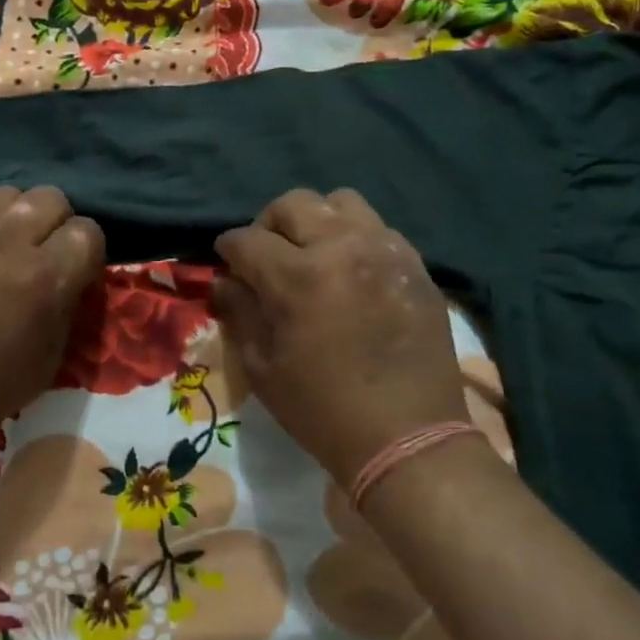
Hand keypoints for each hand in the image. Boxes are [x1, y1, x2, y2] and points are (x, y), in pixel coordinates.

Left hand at [0, 186, 104, 464]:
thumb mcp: (46, 365)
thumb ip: (67, 309)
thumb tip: (73, 278)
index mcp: (42, 279)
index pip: (88, 232)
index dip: (86, 253)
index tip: (74, 272)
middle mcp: (5, 241)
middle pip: (51, 198)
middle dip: (55, 225)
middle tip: (39, 255)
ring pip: (7, 194)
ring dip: (13, 219)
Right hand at [214, 189, 466, 492]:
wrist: (408, 437)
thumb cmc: (323, 410)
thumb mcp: (263, 368)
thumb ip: (240, 312)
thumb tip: (224, 280)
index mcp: (298, 277)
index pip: (247, 239)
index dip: (228, 250)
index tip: (227, 264)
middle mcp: (342, 247)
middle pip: (293, 204)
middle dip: (268, 225)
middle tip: (268, 256)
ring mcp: (385, 250)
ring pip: (341, 201)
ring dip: (317, 221)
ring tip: (314, 254)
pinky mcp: (415, 263)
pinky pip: (378, 227)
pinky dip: (355, 237)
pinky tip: (352, 271)